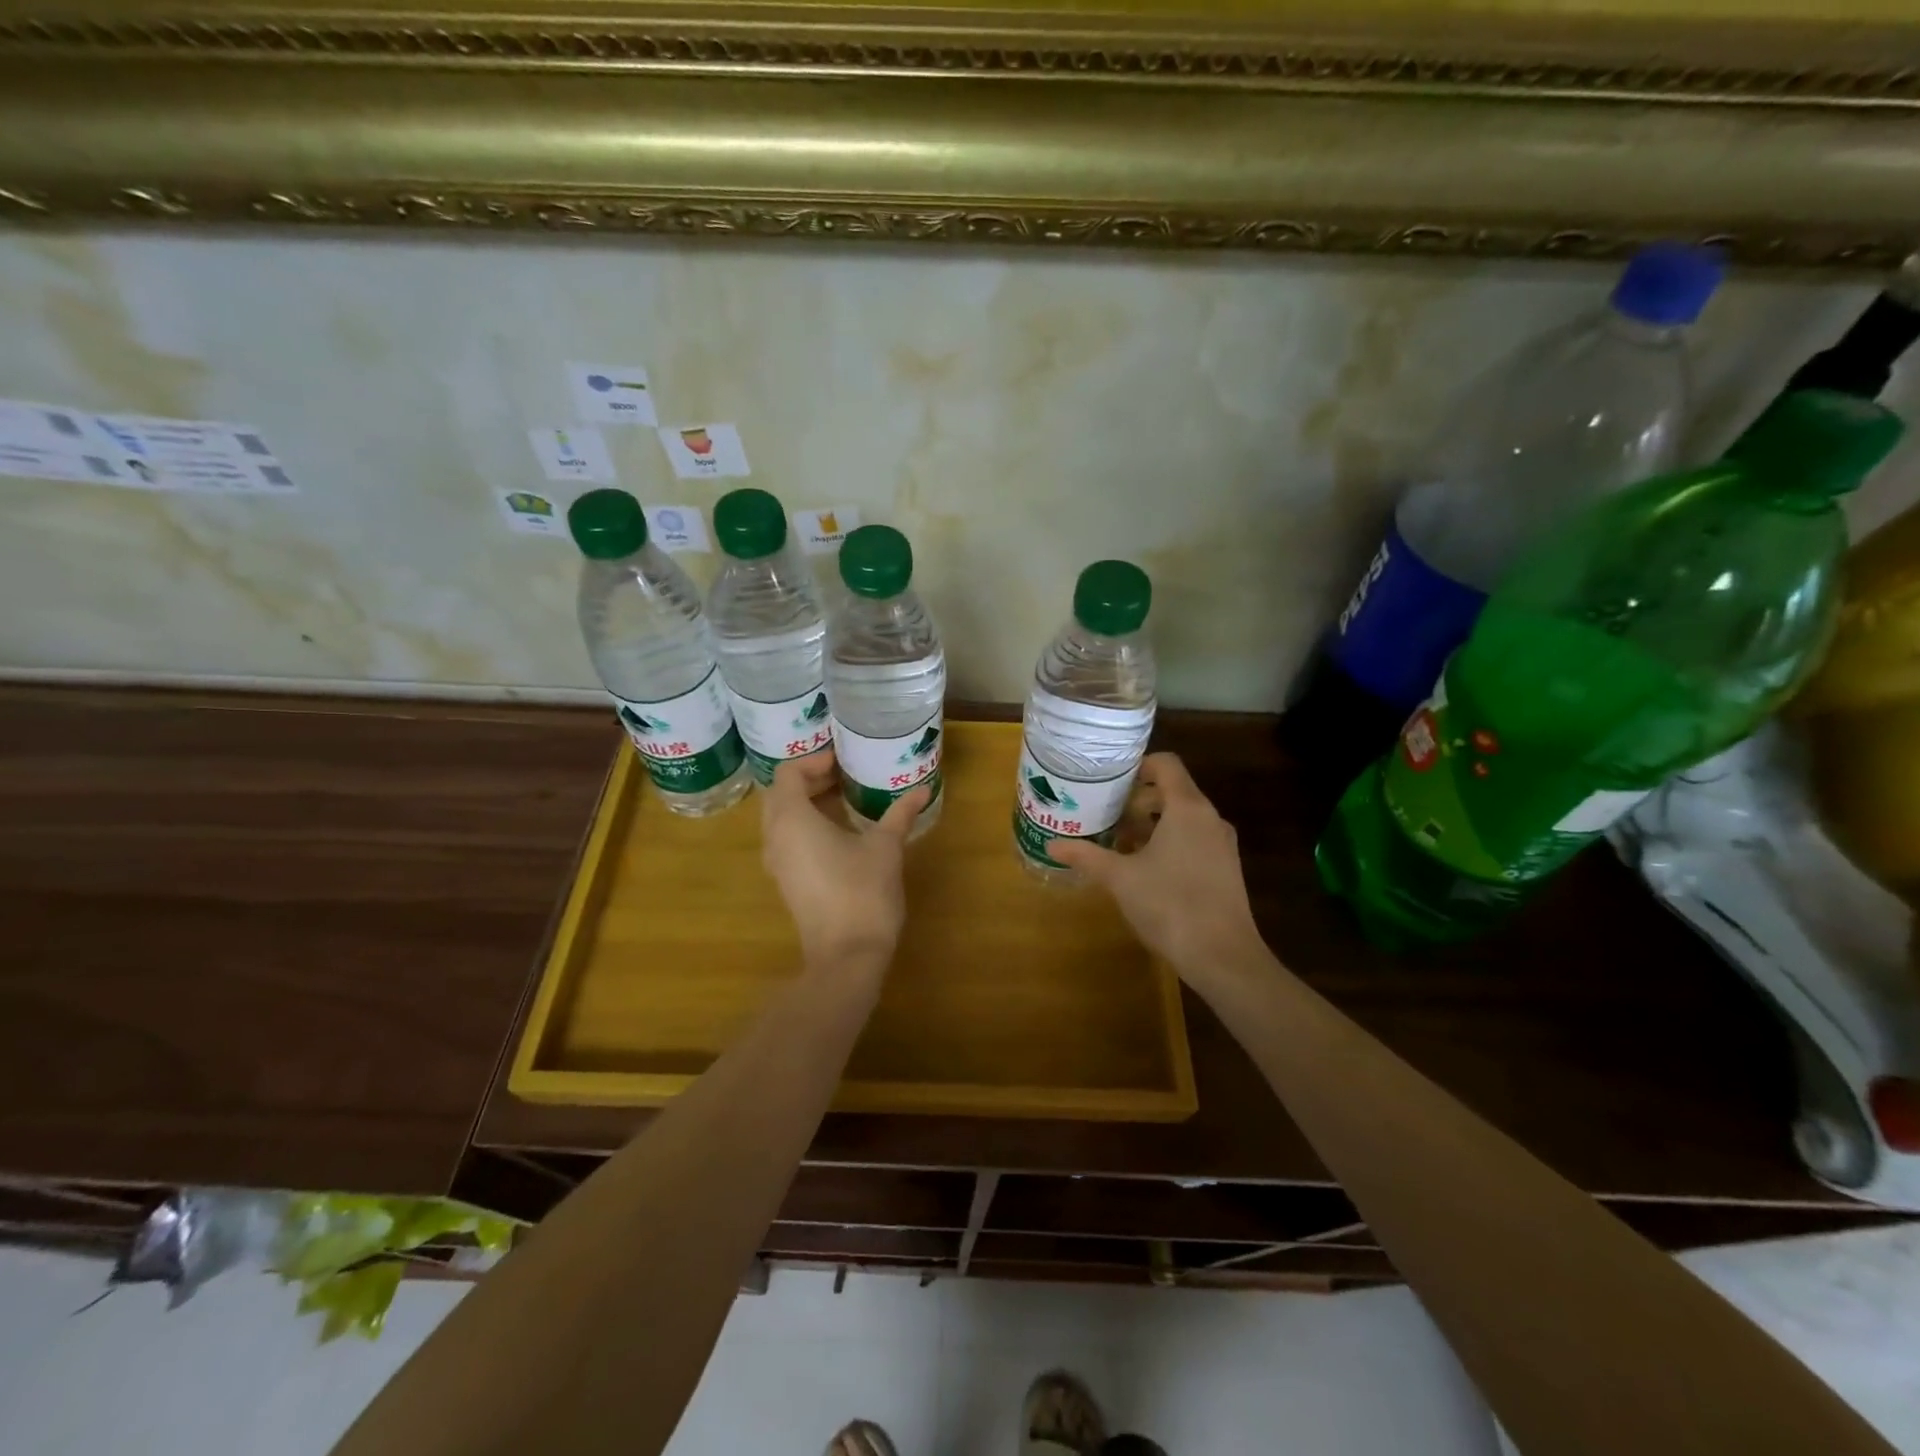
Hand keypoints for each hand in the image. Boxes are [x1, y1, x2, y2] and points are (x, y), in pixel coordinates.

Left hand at [761, 751, 929, 976]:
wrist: (847, 955)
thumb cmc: (863, 892)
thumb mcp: (886, 847)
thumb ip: (899, 814)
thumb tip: (922, 789)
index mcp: (792, 819)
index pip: (788, 773)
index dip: (814, 761)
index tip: (844, 762)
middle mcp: (775, 837)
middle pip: (781, 793)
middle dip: (810, 779)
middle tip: (846, 775)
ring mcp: (777, 862)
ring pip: (782, 818)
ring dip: (808, 803)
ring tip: (846, 799)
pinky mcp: (786, 881)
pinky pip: (788, 839)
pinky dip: (807, 825)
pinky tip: (841, 831)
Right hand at [1051, 753, 1264, 990]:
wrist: (1223, 956)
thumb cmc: (1170, 905)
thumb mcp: (1120, 878)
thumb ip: (1087, 856)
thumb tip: (1052, 844)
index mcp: (1187, 808)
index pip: (1166, 764)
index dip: (1137, 765)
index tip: (1110, 781)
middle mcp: (1209, 818)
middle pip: (1172, 791)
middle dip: (1138, 800)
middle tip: (1106, 815)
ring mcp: (1221, 844)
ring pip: (1183, 818)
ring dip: (1152, 824)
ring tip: (1119, 843)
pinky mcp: (1225, 869)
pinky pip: (1194, 840)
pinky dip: (1169, 842)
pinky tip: (1145, 869)